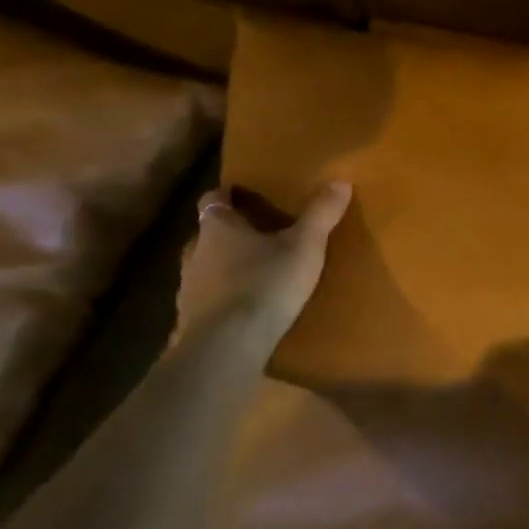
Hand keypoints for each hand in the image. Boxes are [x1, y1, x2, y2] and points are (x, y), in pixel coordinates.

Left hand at [174, 181, 351, 343]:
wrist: (227, 347)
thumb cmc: (265, 284)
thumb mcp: (305, 246)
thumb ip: (321, 214)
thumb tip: (340, 181)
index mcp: (218, 226)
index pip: (213, 198)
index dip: (227, 194)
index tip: (243, 195)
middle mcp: (195, 251)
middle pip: (208, 233)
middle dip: (230, 233)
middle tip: (259, 235)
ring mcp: (187, 288)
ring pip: (205, 267)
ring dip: (224, 267)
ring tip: (255, 274)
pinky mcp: (189, 320)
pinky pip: (206, 301)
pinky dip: (222, 300)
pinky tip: (244, 310)